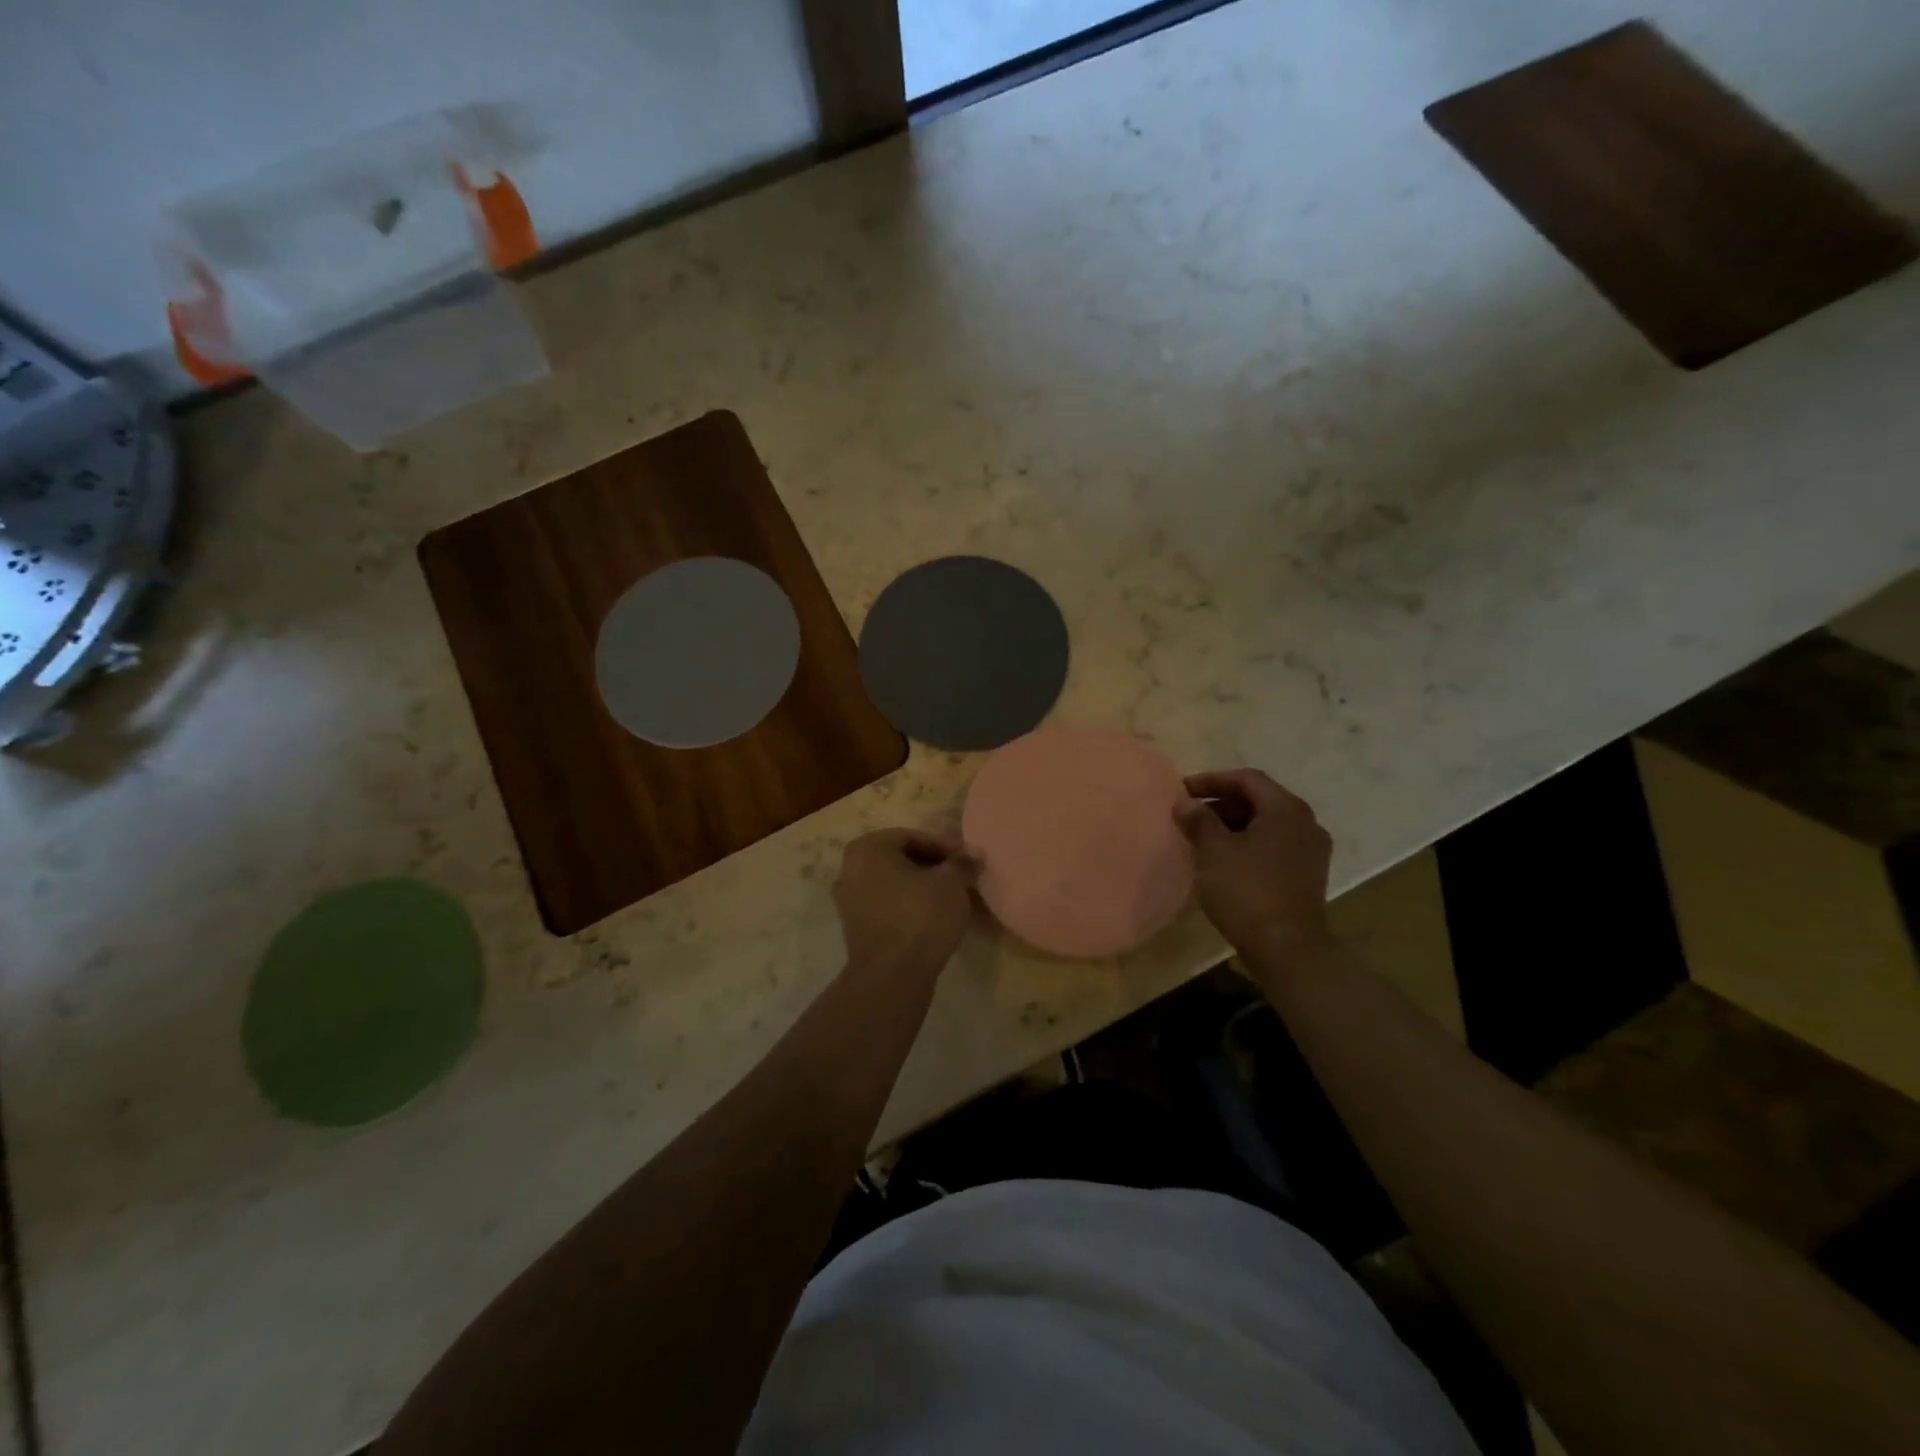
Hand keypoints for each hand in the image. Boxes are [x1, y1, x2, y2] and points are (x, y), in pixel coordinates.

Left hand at [832, 829, 981, 976]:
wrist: (891, 977)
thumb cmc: (920, 917)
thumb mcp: (951, 883)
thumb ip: (962, 863)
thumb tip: (973, 854)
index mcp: (867, 849)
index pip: (912, 837)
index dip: (944, 846)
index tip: (967, 859)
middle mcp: (850, 869)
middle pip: (900, 859)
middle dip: (932, 866)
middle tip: (961, 877)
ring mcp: (848, 901)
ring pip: (893, 884)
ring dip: (921, 887)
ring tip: (951, 898)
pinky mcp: (855, 929)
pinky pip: (887, 907)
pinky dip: (908, 907)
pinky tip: (933, 918)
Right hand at [1175, 770, 1333, 956]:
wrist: (1287, 949)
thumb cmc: (1247, 891)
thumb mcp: (1214, 851)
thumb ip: (1198, 820)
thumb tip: (1185, 803)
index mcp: (1285, 809)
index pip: (1247, 779)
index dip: (1212, 780)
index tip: (1183, 790)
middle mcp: (1305, 823)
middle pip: (1260, 800)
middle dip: (1222, 803)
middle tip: (1190, 814)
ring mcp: (1311, 851)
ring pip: (1267, 824)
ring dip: (1234, 824)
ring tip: (1203, 837)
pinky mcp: (1308, 875)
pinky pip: (1275, 845)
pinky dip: (1249, 843)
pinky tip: (1226, 860)